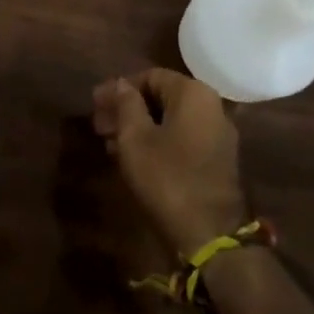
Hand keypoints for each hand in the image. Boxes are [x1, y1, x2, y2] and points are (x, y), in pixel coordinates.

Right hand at [92, 68, 246, 256]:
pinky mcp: (217, 161)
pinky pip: (181, 139)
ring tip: (109, 144)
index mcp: (193, 94)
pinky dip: (157, 142)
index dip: (119, 88)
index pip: (150, 76)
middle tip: (98, 124)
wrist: (211, 237)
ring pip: (170, 120)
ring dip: (138, 127)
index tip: (95, 103)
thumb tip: (122, 84)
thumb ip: (126, 104)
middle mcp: (211, 107)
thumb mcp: (135, 138)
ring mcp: (217, 135)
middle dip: (127, 109)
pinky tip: (132, 158)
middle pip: (161, 98)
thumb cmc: (167, 178)